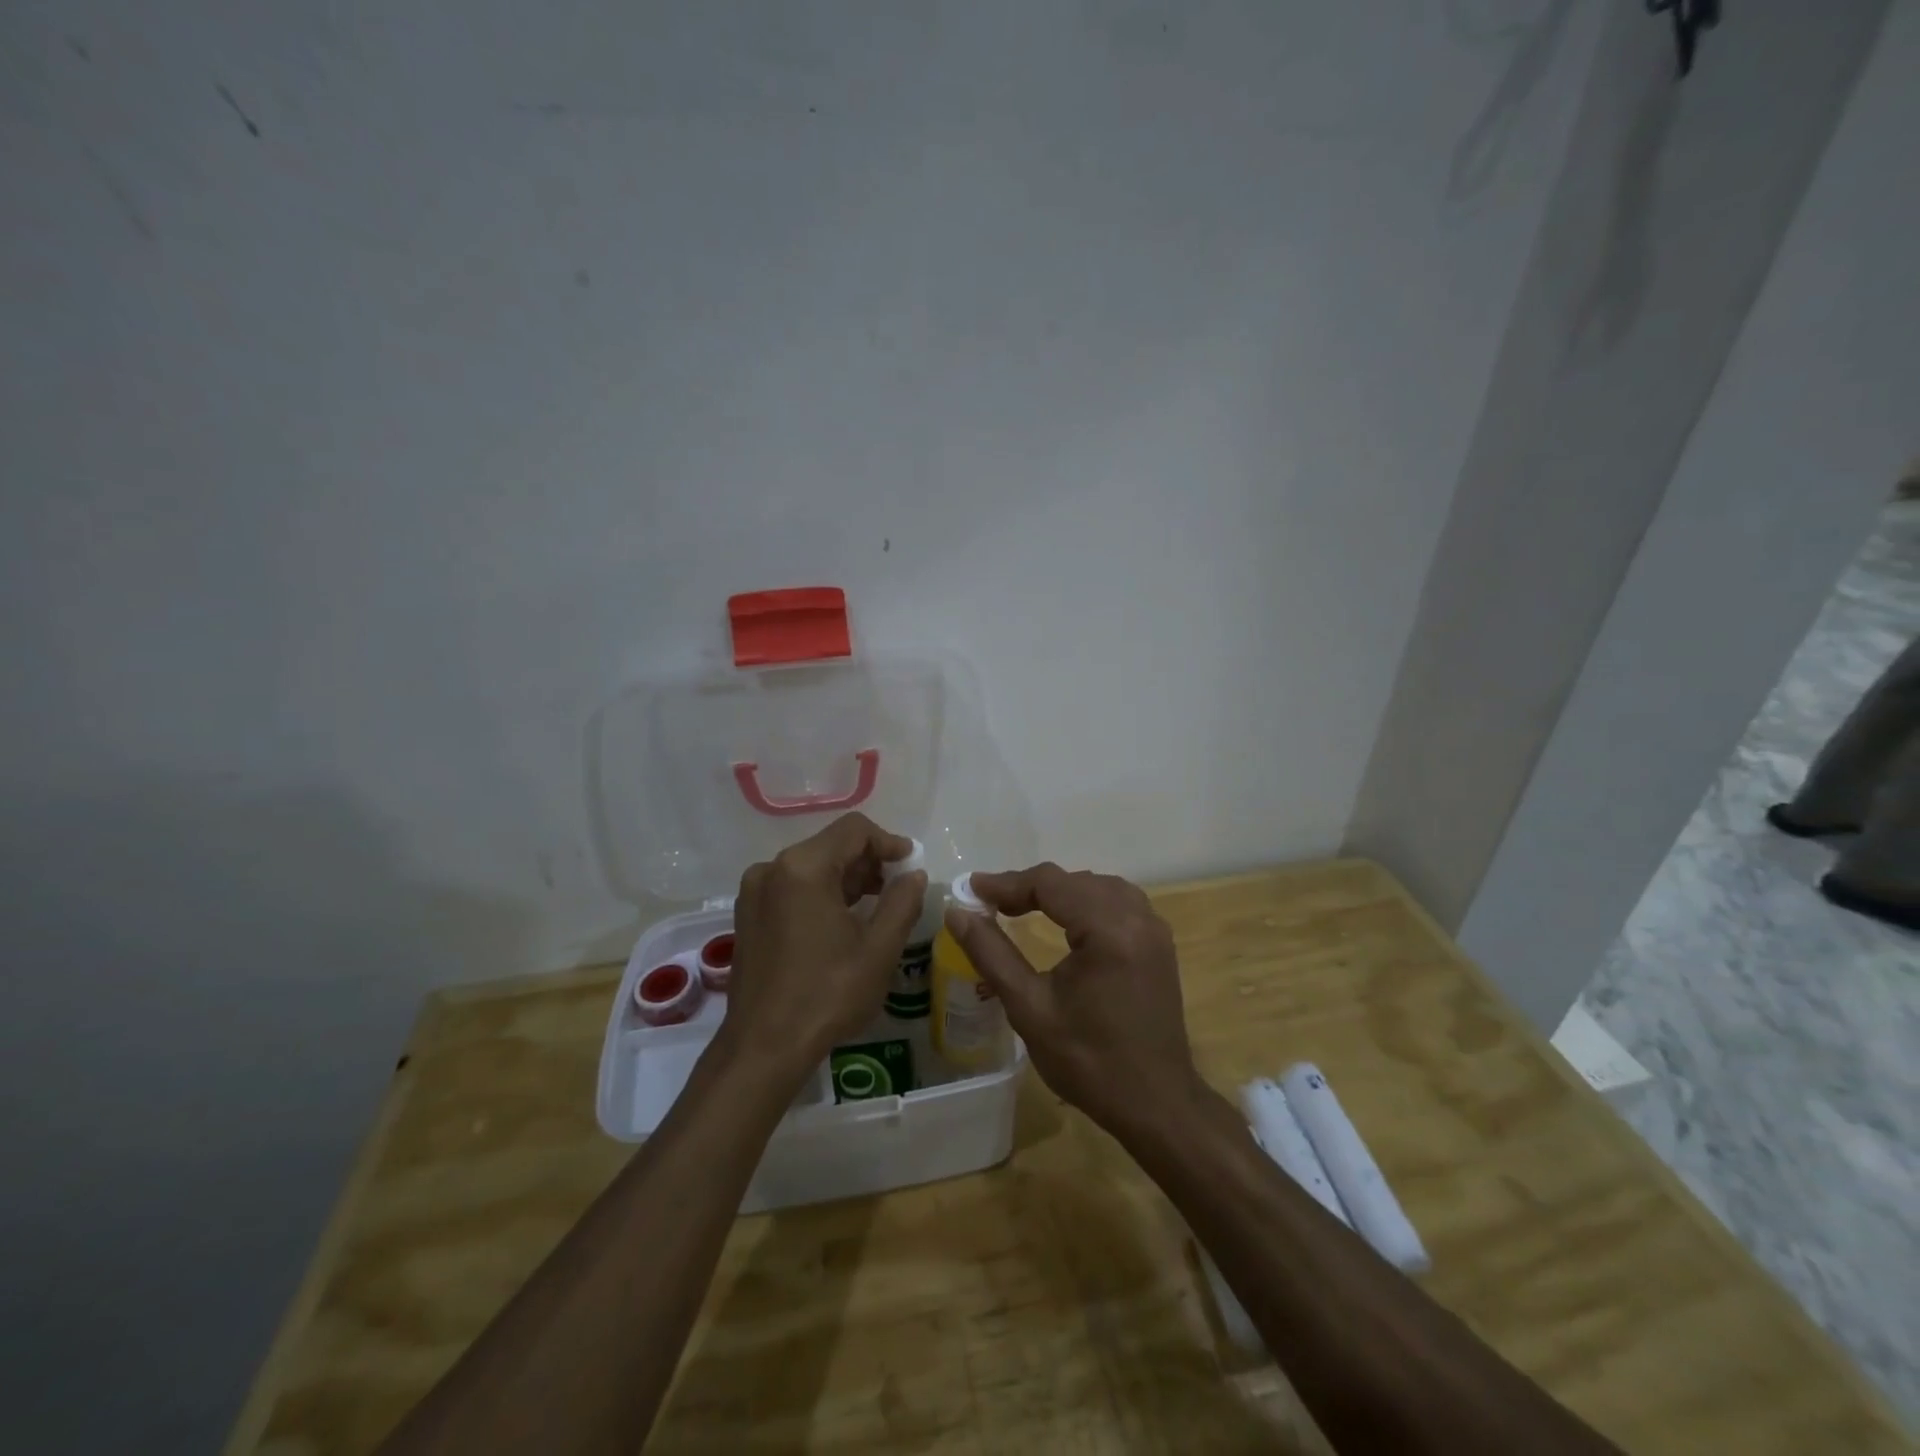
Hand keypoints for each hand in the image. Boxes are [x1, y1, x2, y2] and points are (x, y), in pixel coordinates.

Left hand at [722, 813, 926, 1080]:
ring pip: (811, 866)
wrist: (762, 1047)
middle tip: (897, 888)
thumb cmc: (826, 994)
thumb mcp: (879, 949)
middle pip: (830, 845)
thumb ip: (902, 902)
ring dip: (846, 877)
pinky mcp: (748, 915)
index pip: (854, 830)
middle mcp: (772, 869)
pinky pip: (792, 887)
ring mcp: (754, 892)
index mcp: (803, 868)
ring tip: (875, 905)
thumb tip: (914, 875)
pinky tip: (841, 920)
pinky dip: (821, 892)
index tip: (911, 864)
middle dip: (868, 861)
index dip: (888, 842)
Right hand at [944, 863, 1202, 1136]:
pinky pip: (1118, 902)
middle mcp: (1137, 917)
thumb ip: (991, 953)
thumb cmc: (1088, 1062)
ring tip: (1021, 907)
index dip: (1007, 883)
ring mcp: (1154, 929)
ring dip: (1059, 891)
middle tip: (990, 905)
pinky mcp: (1159, 943)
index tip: (972, 889)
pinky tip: (1066, 920)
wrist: (1155, 1105)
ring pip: (1097, 886)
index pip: (1050, 884)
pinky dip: (1086, 901)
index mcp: (1109, 930)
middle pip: (1074, 881)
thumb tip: (956, 913)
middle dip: (1030, 887)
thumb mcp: (1029, 1008)